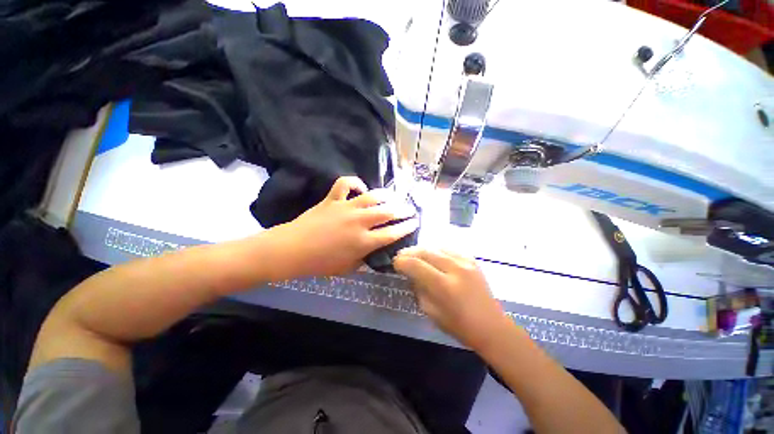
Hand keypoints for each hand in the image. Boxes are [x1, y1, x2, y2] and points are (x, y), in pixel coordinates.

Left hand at [266, 177, 417, 279]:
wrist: (292, 250)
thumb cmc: (320, 264)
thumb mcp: (347, 268)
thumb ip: (364, 259)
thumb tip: (374, 251)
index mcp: (364, 242)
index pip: (393, 233)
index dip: (407, 227)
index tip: (415, 222)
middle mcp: (360, 222)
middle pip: (388, 212)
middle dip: (403, 210)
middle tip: (410, 209)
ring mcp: (346, 207)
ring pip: (373, 196)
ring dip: (387, 195)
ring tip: (393, 196)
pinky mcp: (333, 199)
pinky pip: (345, 184)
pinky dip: (355, 183)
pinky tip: (360, 188)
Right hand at [393, 248, 510, 351]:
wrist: (491, 326)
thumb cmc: (459, 326)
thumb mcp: (431, 312)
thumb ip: (418, 289)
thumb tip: (410, 274)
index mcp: (444, 286)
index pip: (416, 265)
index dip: (402, 262)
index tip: (395, 263)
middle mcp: (455, 269)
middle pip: (426, 252)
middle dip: (410, 252)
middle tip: (401, 256)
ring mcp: (466, 262)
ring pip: (436, 247)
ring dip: (422, 249)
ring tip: (414, 254)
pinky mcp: (472, 260)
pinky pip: (448, 249)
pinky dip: (436, 250)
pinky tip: (432, 255)